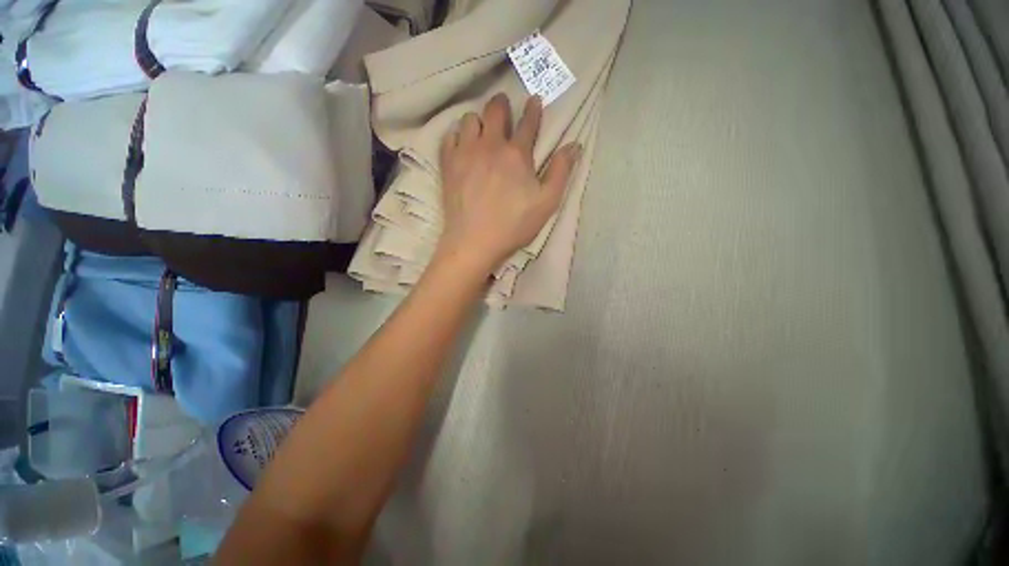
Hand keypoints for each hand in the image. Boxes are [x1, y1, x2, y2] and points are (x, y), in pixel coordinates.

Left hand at [436, 94, 581, 274]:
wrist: (474, 241)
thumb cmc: (514, 225)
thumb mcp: (546, 203)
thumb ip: (560, 172)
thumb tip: (574, 146)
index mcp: (517, 154)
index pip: (528, 122)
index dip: (533, 109)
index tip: (534, 100)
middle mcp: (490, 145)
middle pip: (495, 110)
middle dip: (502, 104)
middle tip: (504, 108)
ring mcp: (465, 153)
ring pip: (469, 119)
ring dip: (478, 121)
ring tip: (482, 131)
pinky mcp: (448, 165)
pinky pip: (449, 137)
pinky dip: (456, 136)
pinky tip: (461, 145)